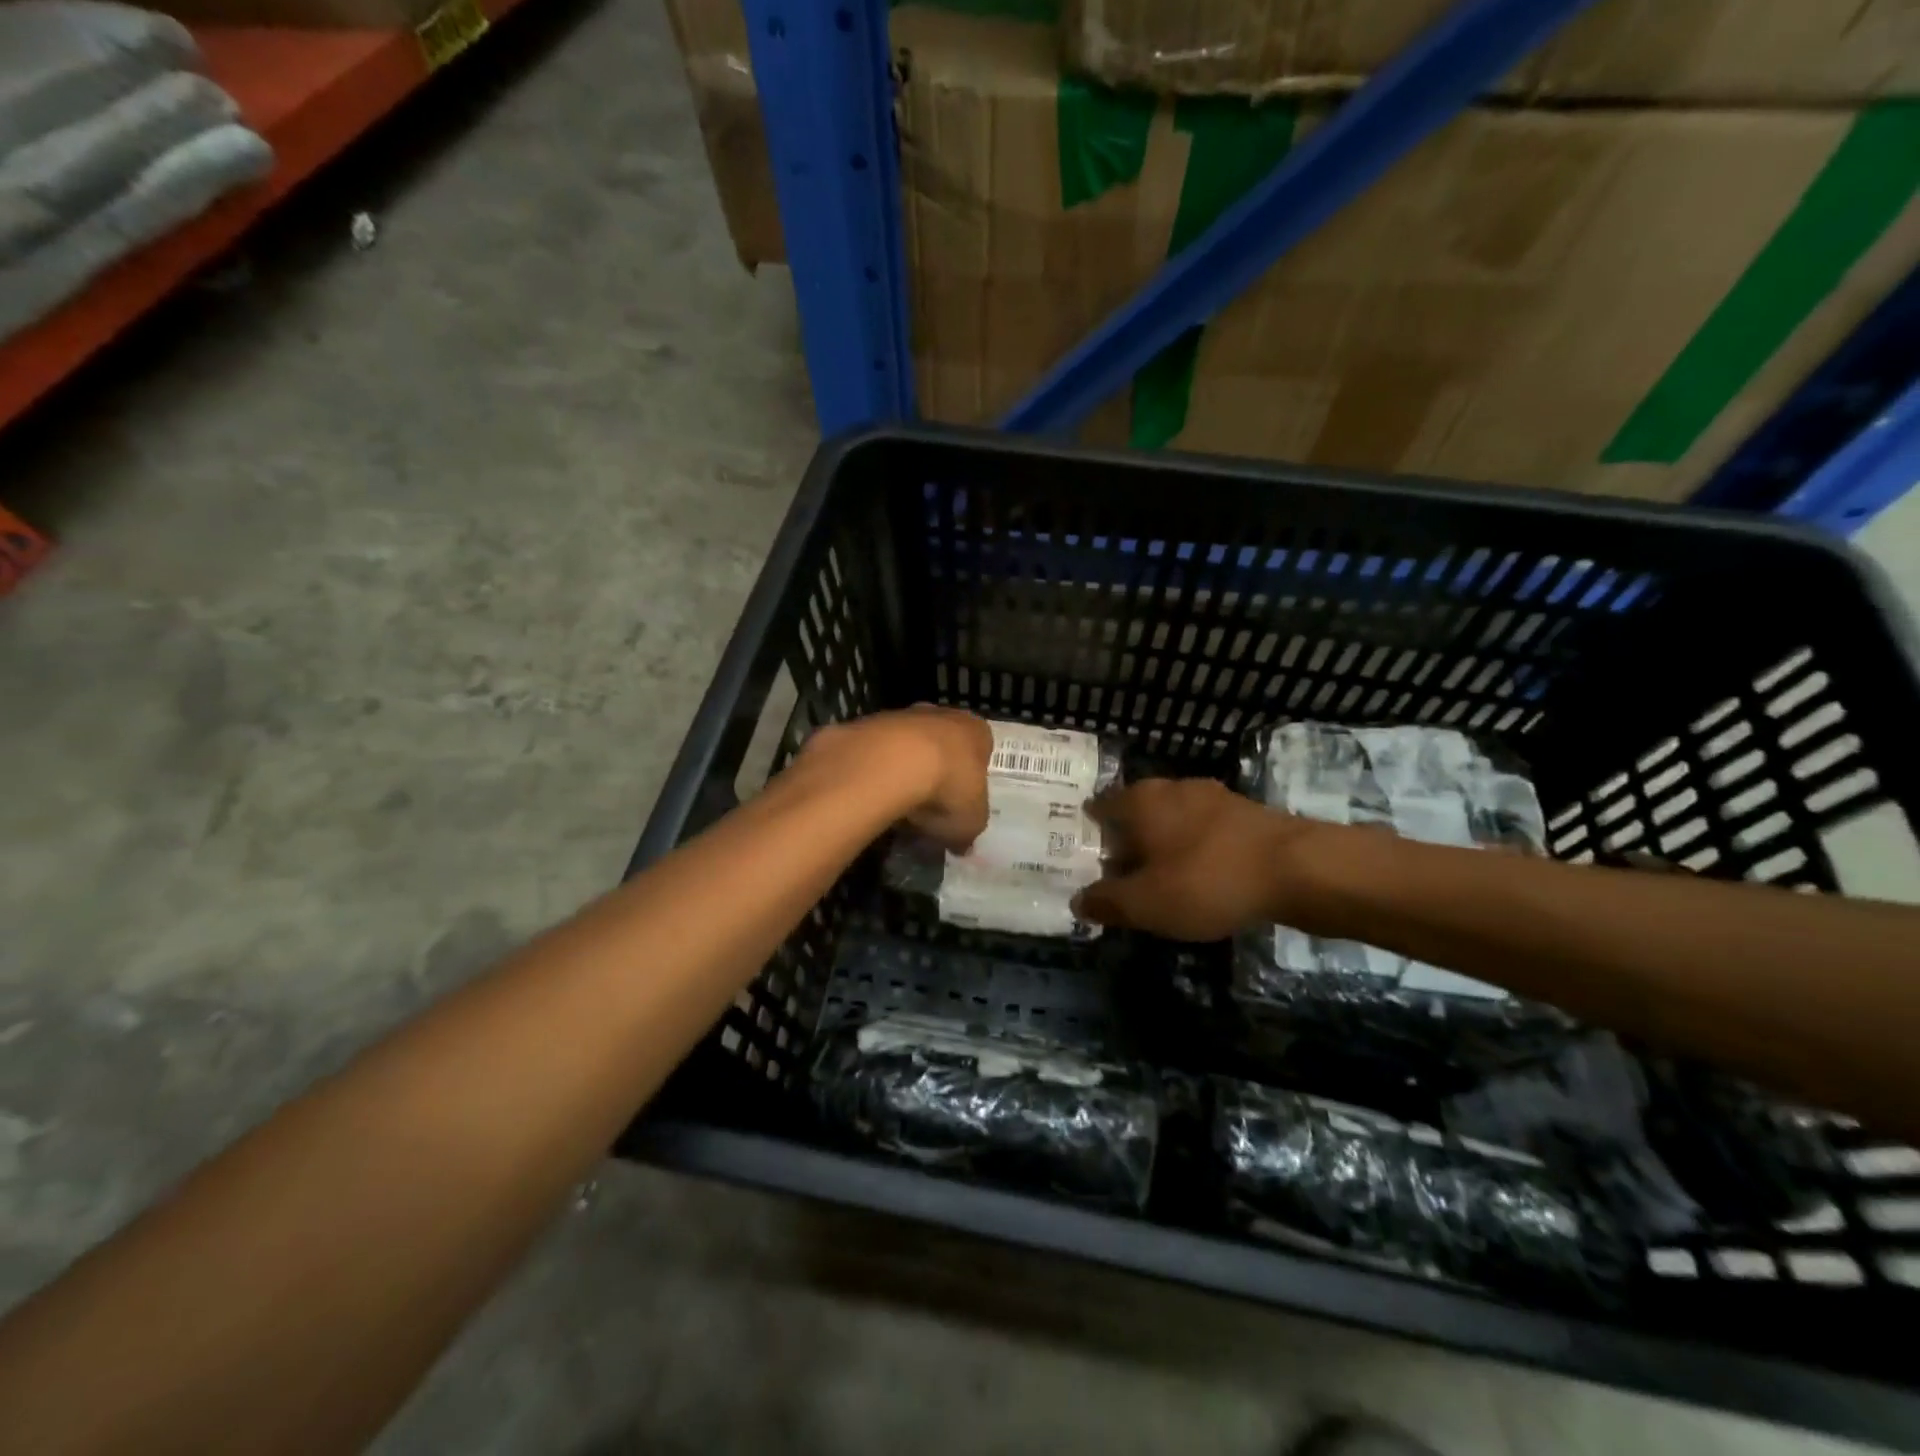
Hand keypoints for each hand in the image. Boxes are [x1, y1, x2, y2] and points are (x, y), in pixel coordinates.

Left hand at [801, 706, 991, 849]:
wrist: (889, 763)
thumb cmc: (946, 788)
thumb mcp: (969, 823)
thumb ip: (967, 831)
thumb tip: (961, 844)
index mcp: (976, 731)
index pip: (980, 748)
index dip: (971, 777)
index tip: (960, 802)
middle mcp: (941, 714)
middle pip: (942, 743)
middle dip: (936, 770)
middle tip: (929, 805)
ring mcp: (901, 715)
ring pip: (907, 745)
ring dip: (903, 770)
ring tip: (897, 805)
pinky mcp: (866, 723)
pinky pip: (876, 752)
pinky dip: (876, 771)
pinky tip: (873, 794)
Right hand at [1075, 778, 1325, 940]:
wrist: (1300, 869)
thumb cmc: (1208, 880)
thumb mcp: (1146, 903)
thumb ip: (1107, 902)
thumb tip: (1078, 901)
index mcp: (1141, 800)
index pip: (1100, 807)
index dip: (1088, 831)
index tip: (1082, 855)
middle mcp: (1172, 788)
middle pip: (1137, 813)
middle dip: (1126, 840)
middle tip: (1116, 873)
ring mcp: (1213, 798)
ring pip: (1173, 821)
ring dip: (1163, 846)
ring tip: (1157, 879)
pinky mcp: (1246, 815)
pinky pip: (1204, 833)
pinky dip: (1195, 851)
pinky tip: (1199, 878)